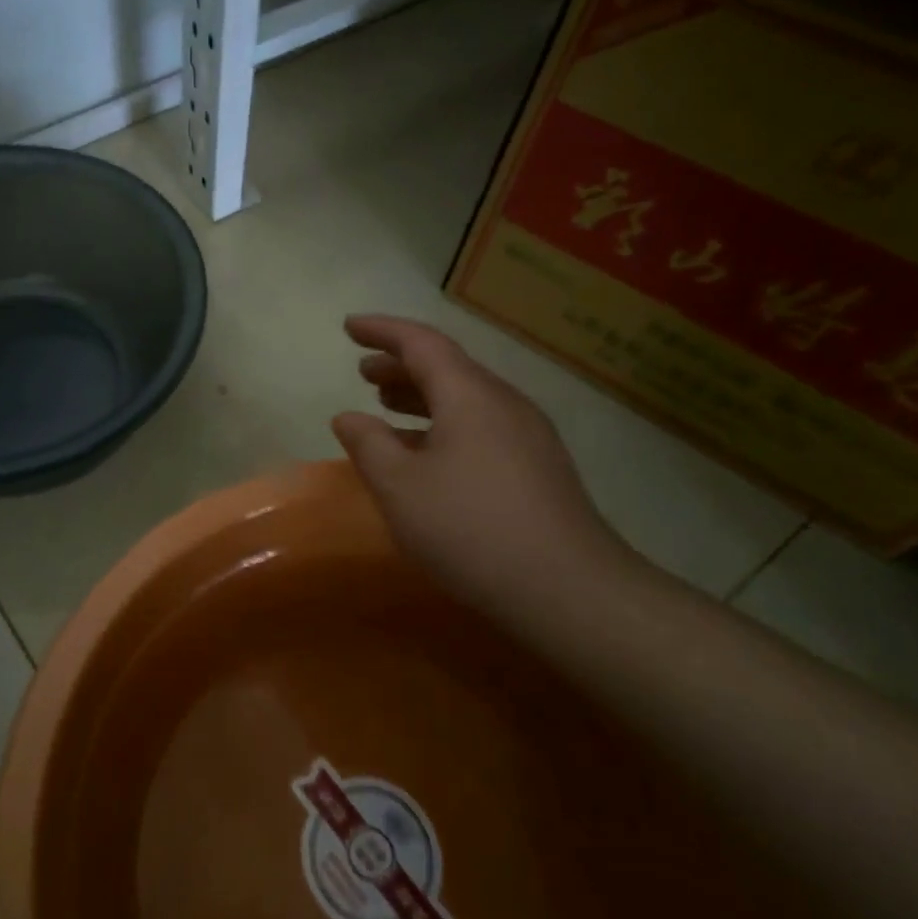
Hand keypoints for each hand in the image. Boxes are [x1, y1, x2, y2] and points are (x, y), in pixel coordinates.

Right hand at [331, 315, 636, 613]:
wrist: (570, 591)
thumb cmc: (471, 529)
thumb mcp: (400, 487)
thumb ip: (368, 445)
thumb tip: (348, 417)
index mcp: (470, 395)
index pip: (421, 343)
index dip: (382, 330)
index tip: (349, 327)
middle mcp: (504, 403)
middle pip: (448, 368)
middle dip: (401, 365)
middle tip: (363, 372)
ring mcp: (529, 436)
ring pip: (466, 399)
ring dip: (422, 396)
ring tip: (387, 406)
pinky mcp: (540, 468)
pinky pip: (482, 426)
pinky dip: (444, 425)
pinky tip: (428, 455)